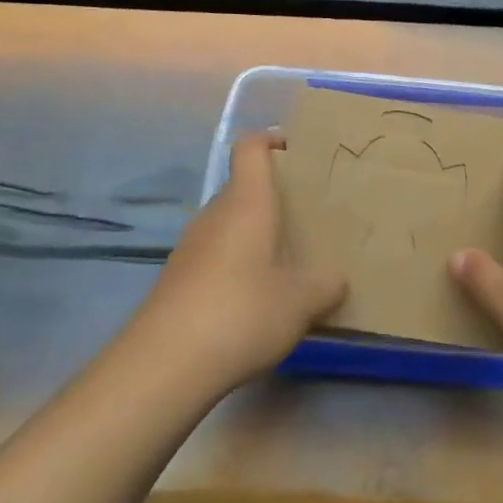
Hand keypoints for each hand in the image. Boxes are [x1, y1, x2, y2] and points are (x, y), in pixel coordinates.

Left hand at [130, 132, 347, 396]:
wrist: (165, 362)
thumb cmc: (242, 312)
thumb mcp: (300, 302)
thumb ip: (325, 285)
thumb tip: (337, 279)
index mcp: (247, 202)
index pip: (250, 147)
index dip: (270, 139)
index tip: (294, 150)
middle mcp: (215, 214)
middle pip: (241, 187)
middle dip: (272, 196)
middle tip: (305, 217)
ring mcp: (191, 246)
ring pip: (228, 223)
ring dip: (253, 233)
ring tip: (284, 261)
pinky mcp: (177, 277)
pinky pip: (214, 254)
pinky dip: (235, 263)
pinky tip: (253, 298)